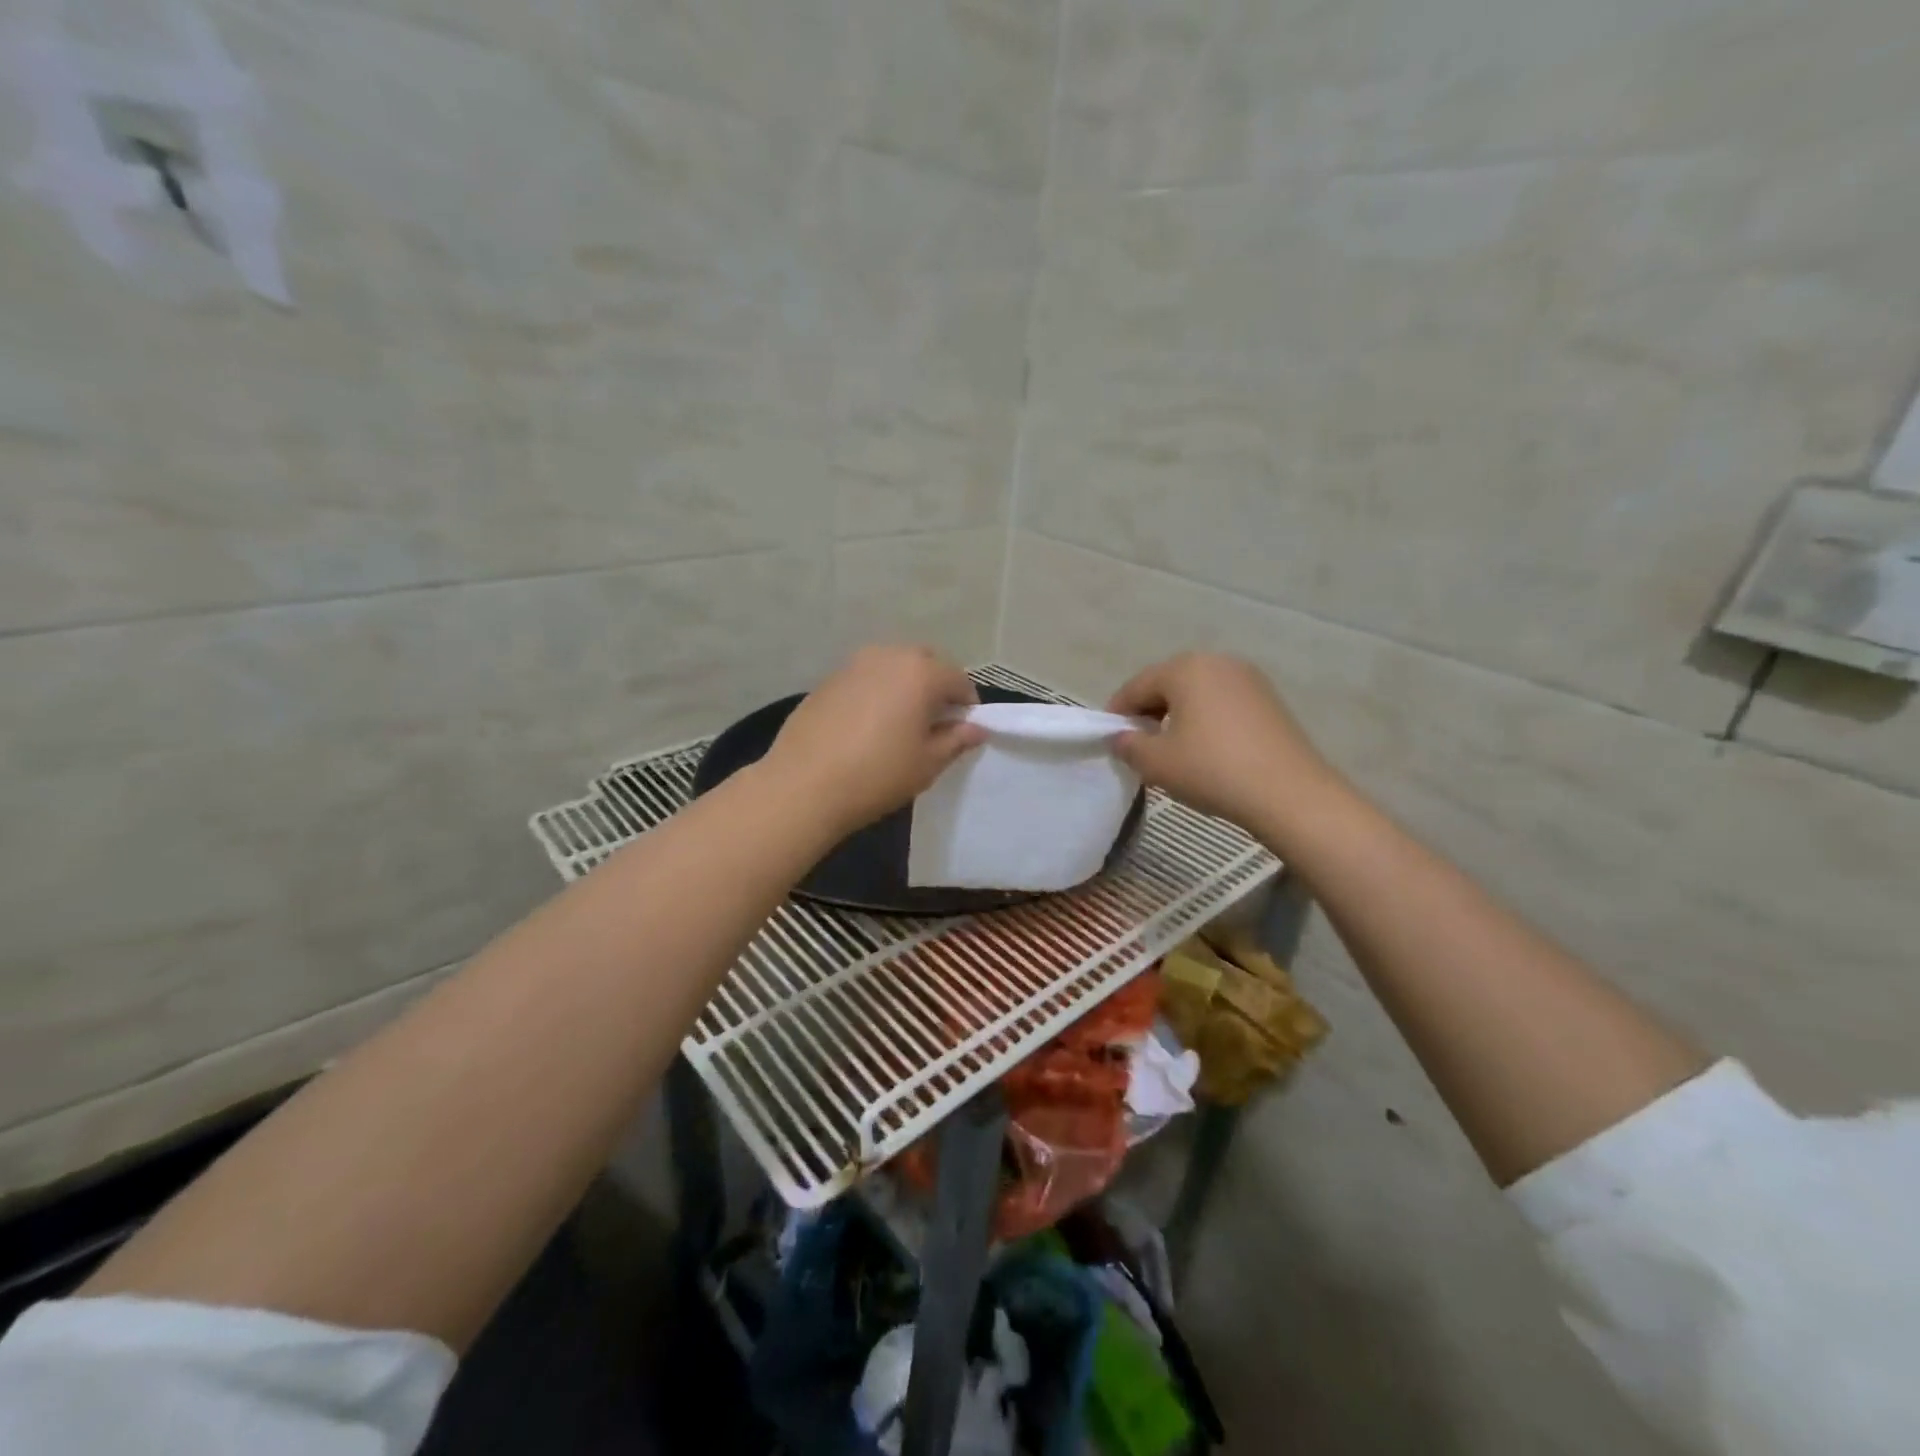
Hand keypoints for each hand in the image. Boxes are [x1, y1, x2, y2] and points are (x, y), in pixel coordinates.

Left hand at [763, 645, 987, 836]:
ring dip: (904, 688)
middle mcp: (888, 656)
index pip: (958, 680)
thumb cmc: (877, 774)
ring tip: (899, 725)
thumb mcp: (927, 763)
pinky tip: (866, 727)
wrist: (803, 785)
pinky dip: (875, 694)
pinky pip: (865, 679)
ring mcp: (853, 665)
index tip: (963, 731)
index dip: (967, 705)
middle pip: (924, 664)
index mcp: (921, 672)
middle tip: (932, 726)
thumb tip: (975, 728)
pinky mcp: (827, 680)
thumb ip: (956, 740)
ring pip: (892, 668)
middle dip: (935, 688)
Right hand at [1108, 653, 1344, 835]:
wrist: (1288, 793)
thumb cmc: (1212, 770)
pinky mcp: (1269, 700)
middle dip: (1148, 710)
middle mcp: (1217, 662)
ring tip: (1170, 748)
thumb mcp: (1156, 762)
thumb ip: (1128, 745)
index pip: (1137, 685)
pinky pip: (1222, 703)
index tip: (1108, 737)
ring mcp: (1248, 679)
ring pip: (1197, 692)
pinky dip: (1205, 719)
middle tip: (1137, 743)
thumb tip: (1122, 737)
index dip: (1118, 712)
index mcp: (1185, 668)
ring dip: (1177, 715)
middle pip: (1168, 683)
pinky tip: (1204, 748)